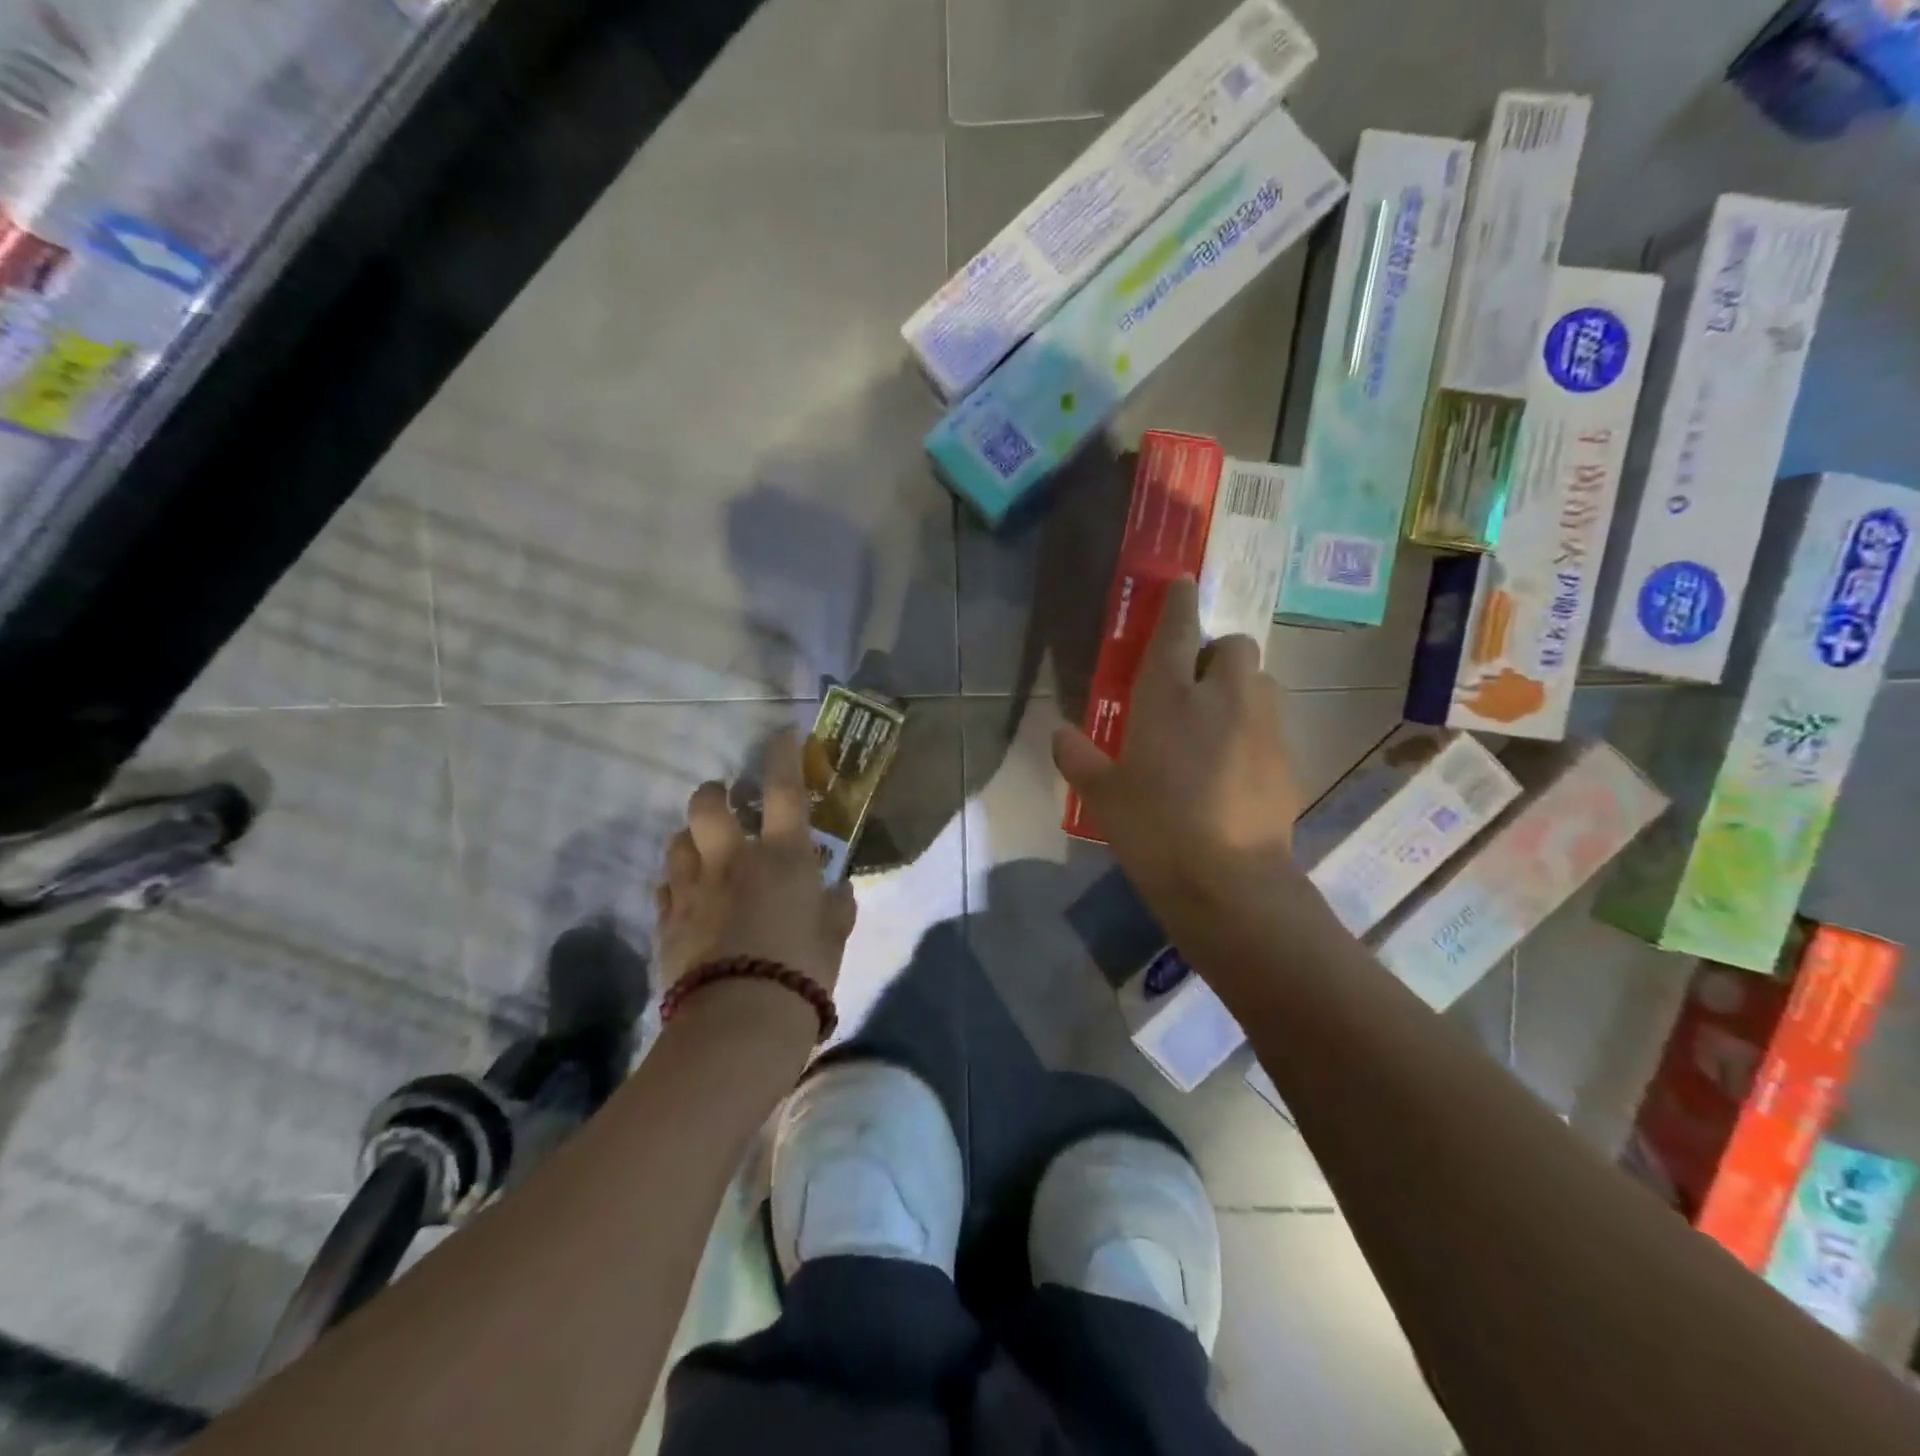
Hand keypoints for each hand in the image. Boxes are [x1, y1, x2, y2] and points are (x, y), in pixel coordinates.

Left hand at [654, 730, 856, 997]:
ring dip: (691, 839)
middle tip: (726, 803)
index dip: (782, 755)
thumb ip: (837, 907)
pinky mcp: (666, 920)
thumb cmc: (801, 971)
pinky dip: (678, 884)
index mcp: (782, 856)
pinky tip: (690, 899)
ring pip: (677, 841)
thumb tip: (839, 889)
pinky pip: (665, 887)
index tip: (782, 734)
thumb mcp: (833, 937)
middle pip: (708, 804)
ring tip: (705, 852)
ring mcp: (693, 889)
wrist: (740, 1022)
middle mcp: (732, 860)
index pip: (783, 789)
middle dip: (715, 794)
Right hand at [1053, 576, 1302, 909]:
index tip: (1183, 583)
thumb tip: (1059, 733)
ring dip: (1240, 688)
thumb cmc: (1154, 830)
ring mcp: (1263, 726)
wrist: (1228, 883)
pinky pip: (1271, 724)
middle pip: (1235, 645)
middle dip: (1218, 653)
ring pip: (1260, 681)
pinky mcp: (1288, 758)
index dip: (1179, 602)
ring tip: (1218, 724)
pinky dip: (1254, 730)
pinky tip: (1235, 768)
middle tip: (1195, 685)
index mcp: (1169, 698)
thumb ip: (1078, 758)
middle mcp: (1222, 698)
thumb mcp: (1103, 797)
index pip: (1178, 631)